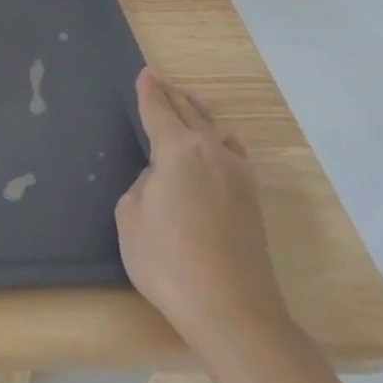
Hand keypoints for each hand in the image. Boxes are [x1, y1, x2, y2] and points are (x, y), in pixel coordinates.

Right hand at [116, 67, 290, 354]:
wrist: (230, 309)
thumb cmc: (167, 259)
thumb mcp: (130, 216)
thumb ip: (142, 186)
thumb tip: (162, 179)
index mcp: (178, 150)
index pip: (159, 111)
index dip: (149, 92)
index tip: (145, 73)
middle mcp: (212, 154)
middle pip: (190, 115)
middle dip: (173, 97)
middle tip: (161, 82)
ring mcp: (238, 178)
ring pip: (215, 132)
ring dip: (200, 114)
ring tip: (191, 100)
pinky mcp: (251, 203)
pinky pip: (235, 156)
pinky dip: (225, 142)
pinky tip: (228, 142)